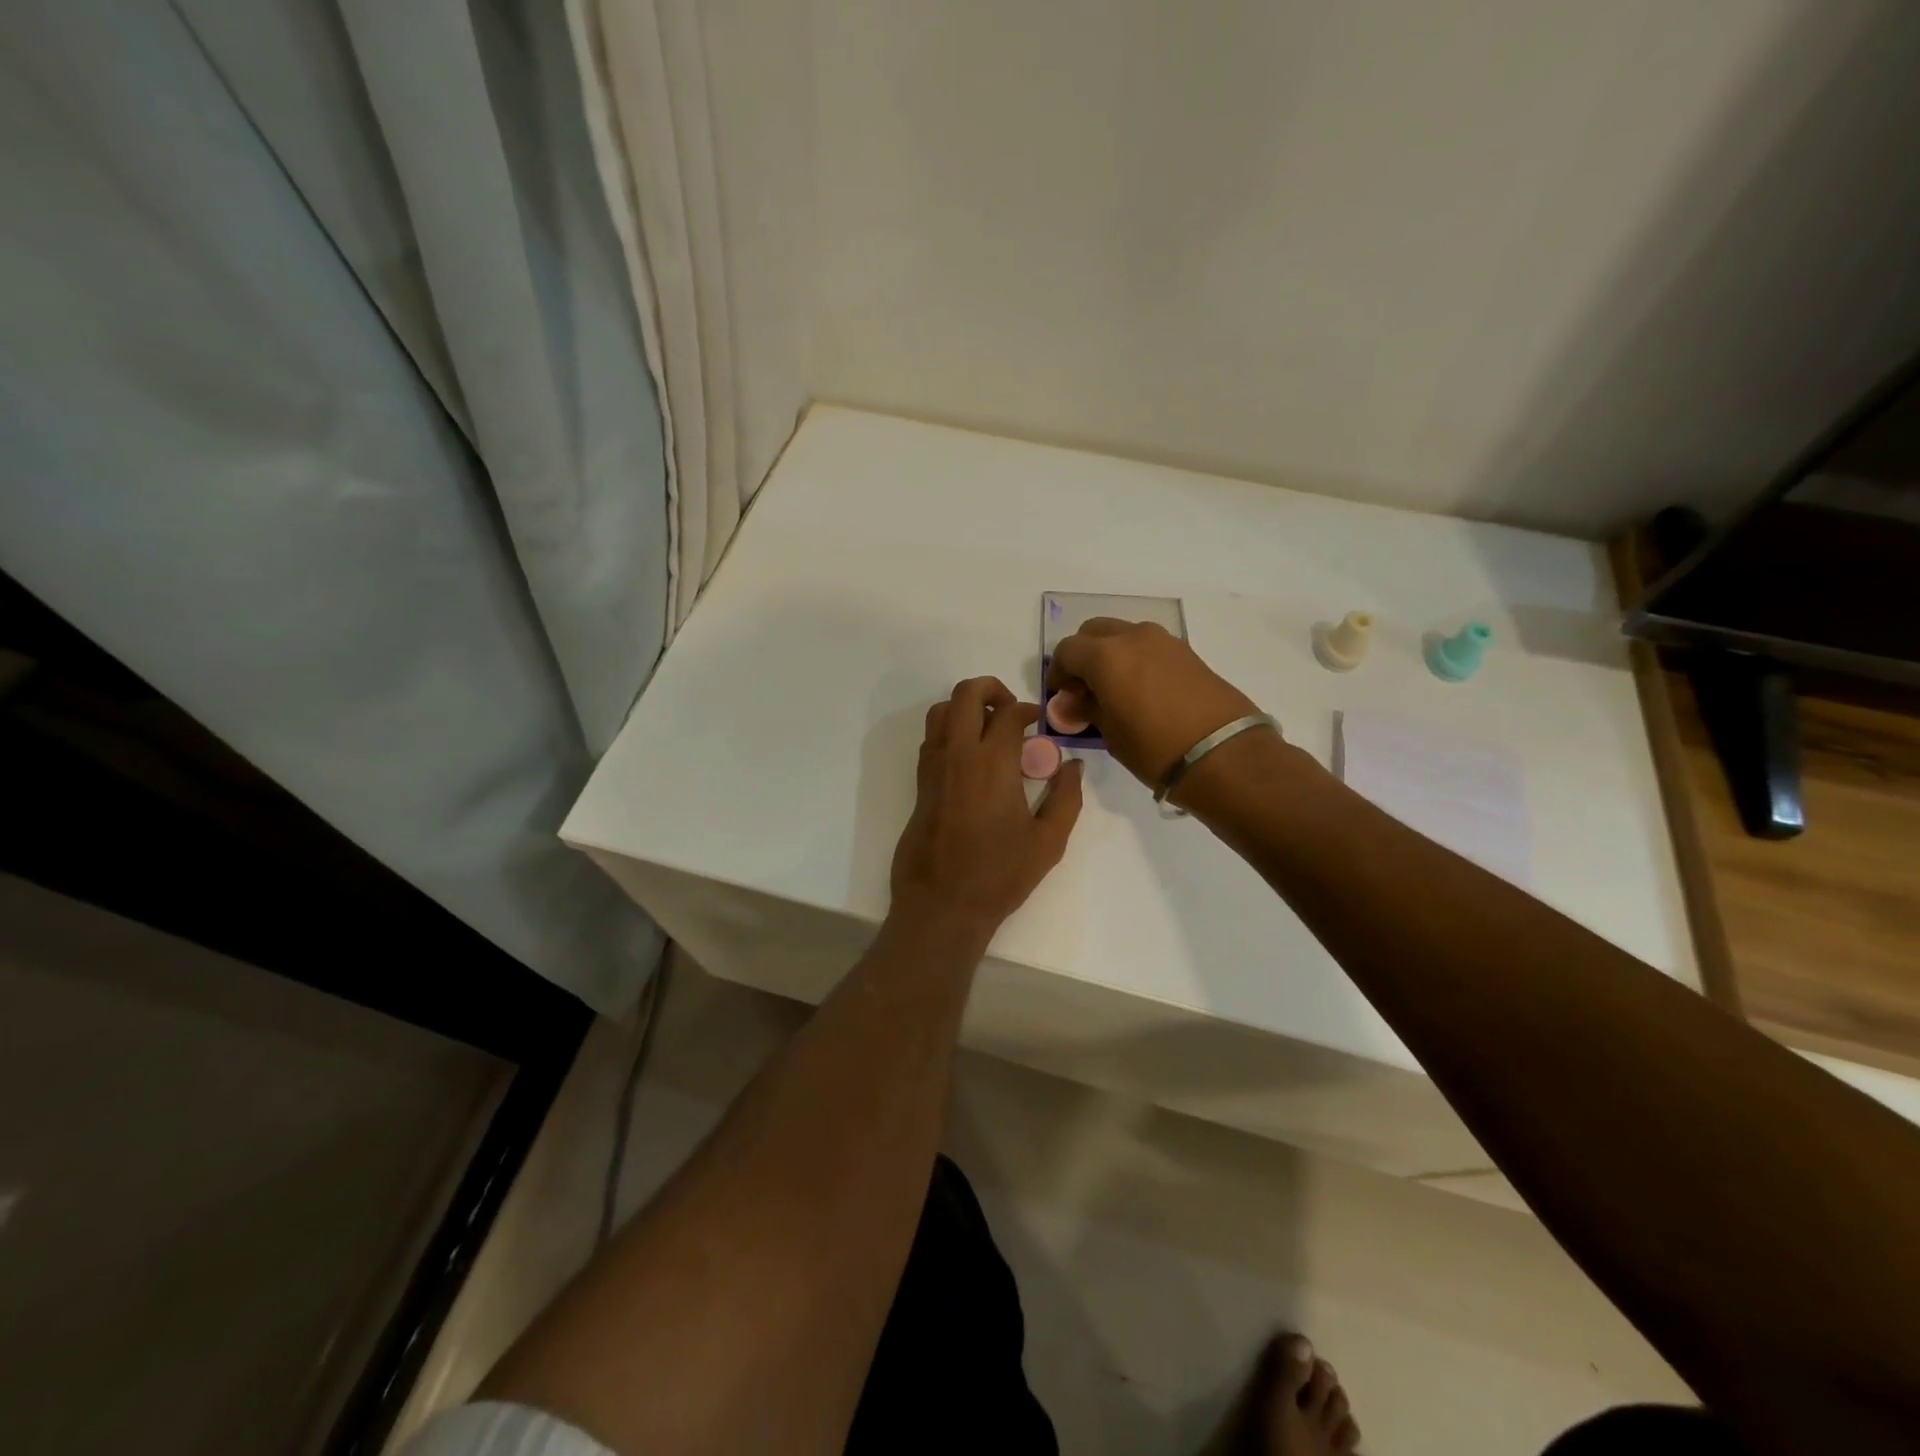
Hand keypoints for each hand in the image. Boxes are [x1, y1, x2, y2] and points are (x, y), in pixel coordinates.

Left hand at [890, 677, 1083, 940]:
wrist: (942, 904)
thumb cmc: (999, 875)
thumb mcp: (1048, 841)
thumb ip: (1067, 798)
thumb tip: (1073, 766)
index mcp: (993, 763)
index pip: (1009, 713)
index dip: (1028, 710)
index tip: (1039, 724)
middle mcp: (959, 754)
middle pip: (966, 694)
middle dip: (992, 689)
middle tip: (1012, 711)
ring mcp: (934, 767)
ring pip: (941, 711)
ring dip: (966, 708)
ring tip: (989, 729)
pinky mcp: (920, 784)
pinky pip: (932, 739)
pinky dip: (950, 731)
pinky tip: (970, 758)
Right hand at [1045, 619, 1263, 789]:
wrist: (1223, 754)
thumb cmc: (1154, 748)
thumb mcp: (1110, 733)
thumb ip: (1087, 709)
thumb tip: (1072, 702)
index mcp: (1106, 655)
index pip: (1067, 650)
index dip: (1058, 672)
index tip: (1061, 695)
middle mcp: (1133, 637)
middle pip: (1094, 632)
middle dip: (1083, 655)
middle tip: (1084, 687)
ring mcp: (1164, 641)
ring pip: (1124, 635)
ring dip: (1111, 654)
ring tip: (1114, 689)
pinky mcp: (1187, 652)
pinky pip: (1149, 646)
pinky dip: (1136, 659)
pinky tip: (1141, 690)